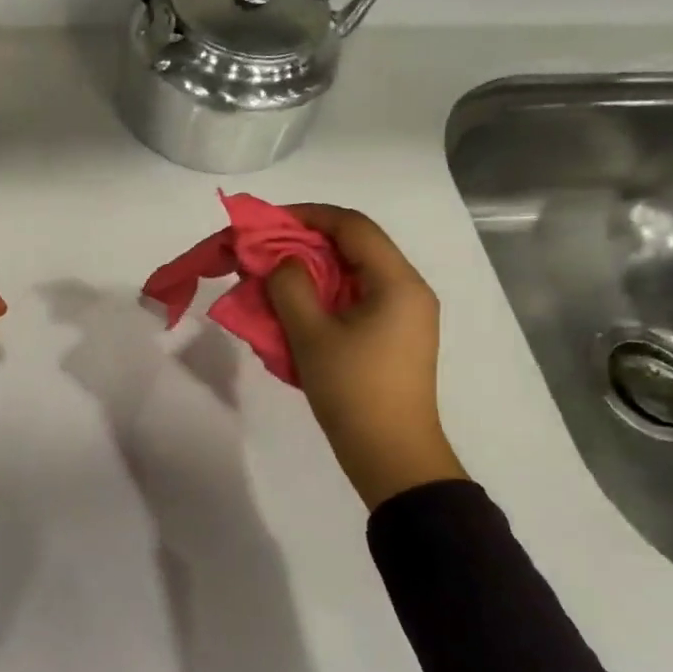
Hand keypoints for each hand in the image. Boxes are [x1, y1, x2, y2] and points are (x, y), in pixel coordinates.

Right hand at [265, 204, 465, 510]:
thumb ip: (290, 286)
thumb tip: (284, 261)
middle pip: (355, 247)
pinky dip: (324, 295)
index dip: (308, 215)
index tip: (268, 222)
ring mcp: (404, 315)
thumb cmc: (353, 391)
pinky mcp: (395, 337)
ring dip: (312, 271)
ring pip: (353, 274)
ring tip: (273, 281)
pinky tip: (295, 309)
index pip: (353, 226)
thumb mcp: (311, 335)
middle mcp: (407, 290)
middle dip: (305, 244)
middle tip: (264, 253)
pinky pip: (356, 299)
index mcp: (397, 282)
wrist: (392, 456)